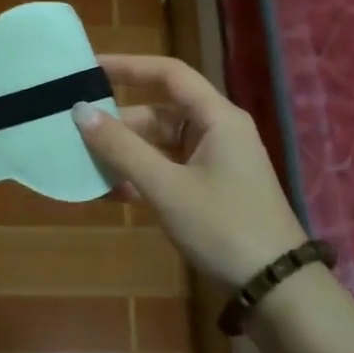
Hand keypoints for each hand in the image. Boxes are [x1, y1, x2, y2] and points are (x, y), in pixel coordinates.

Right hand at [73, 55, 306, 288]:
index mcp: (218, 118)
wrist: (275, 286)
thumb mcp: (166, 187)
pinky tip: (113, 191)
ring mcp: (217, 161)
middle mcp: (219, 131)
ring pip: (163, 144)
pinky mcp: (212, 188)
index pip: (169, 74)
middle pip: (162, 112)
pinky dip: (144, 175)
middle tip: (78, 132)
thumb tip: (80, 112)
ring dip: (129, 153)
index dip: (129, 66)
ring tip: (87, 164)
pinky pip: (171, 169)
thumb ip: (122, 148)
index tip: (90, 69)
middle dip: (121, 123)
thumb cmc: (222, 226)